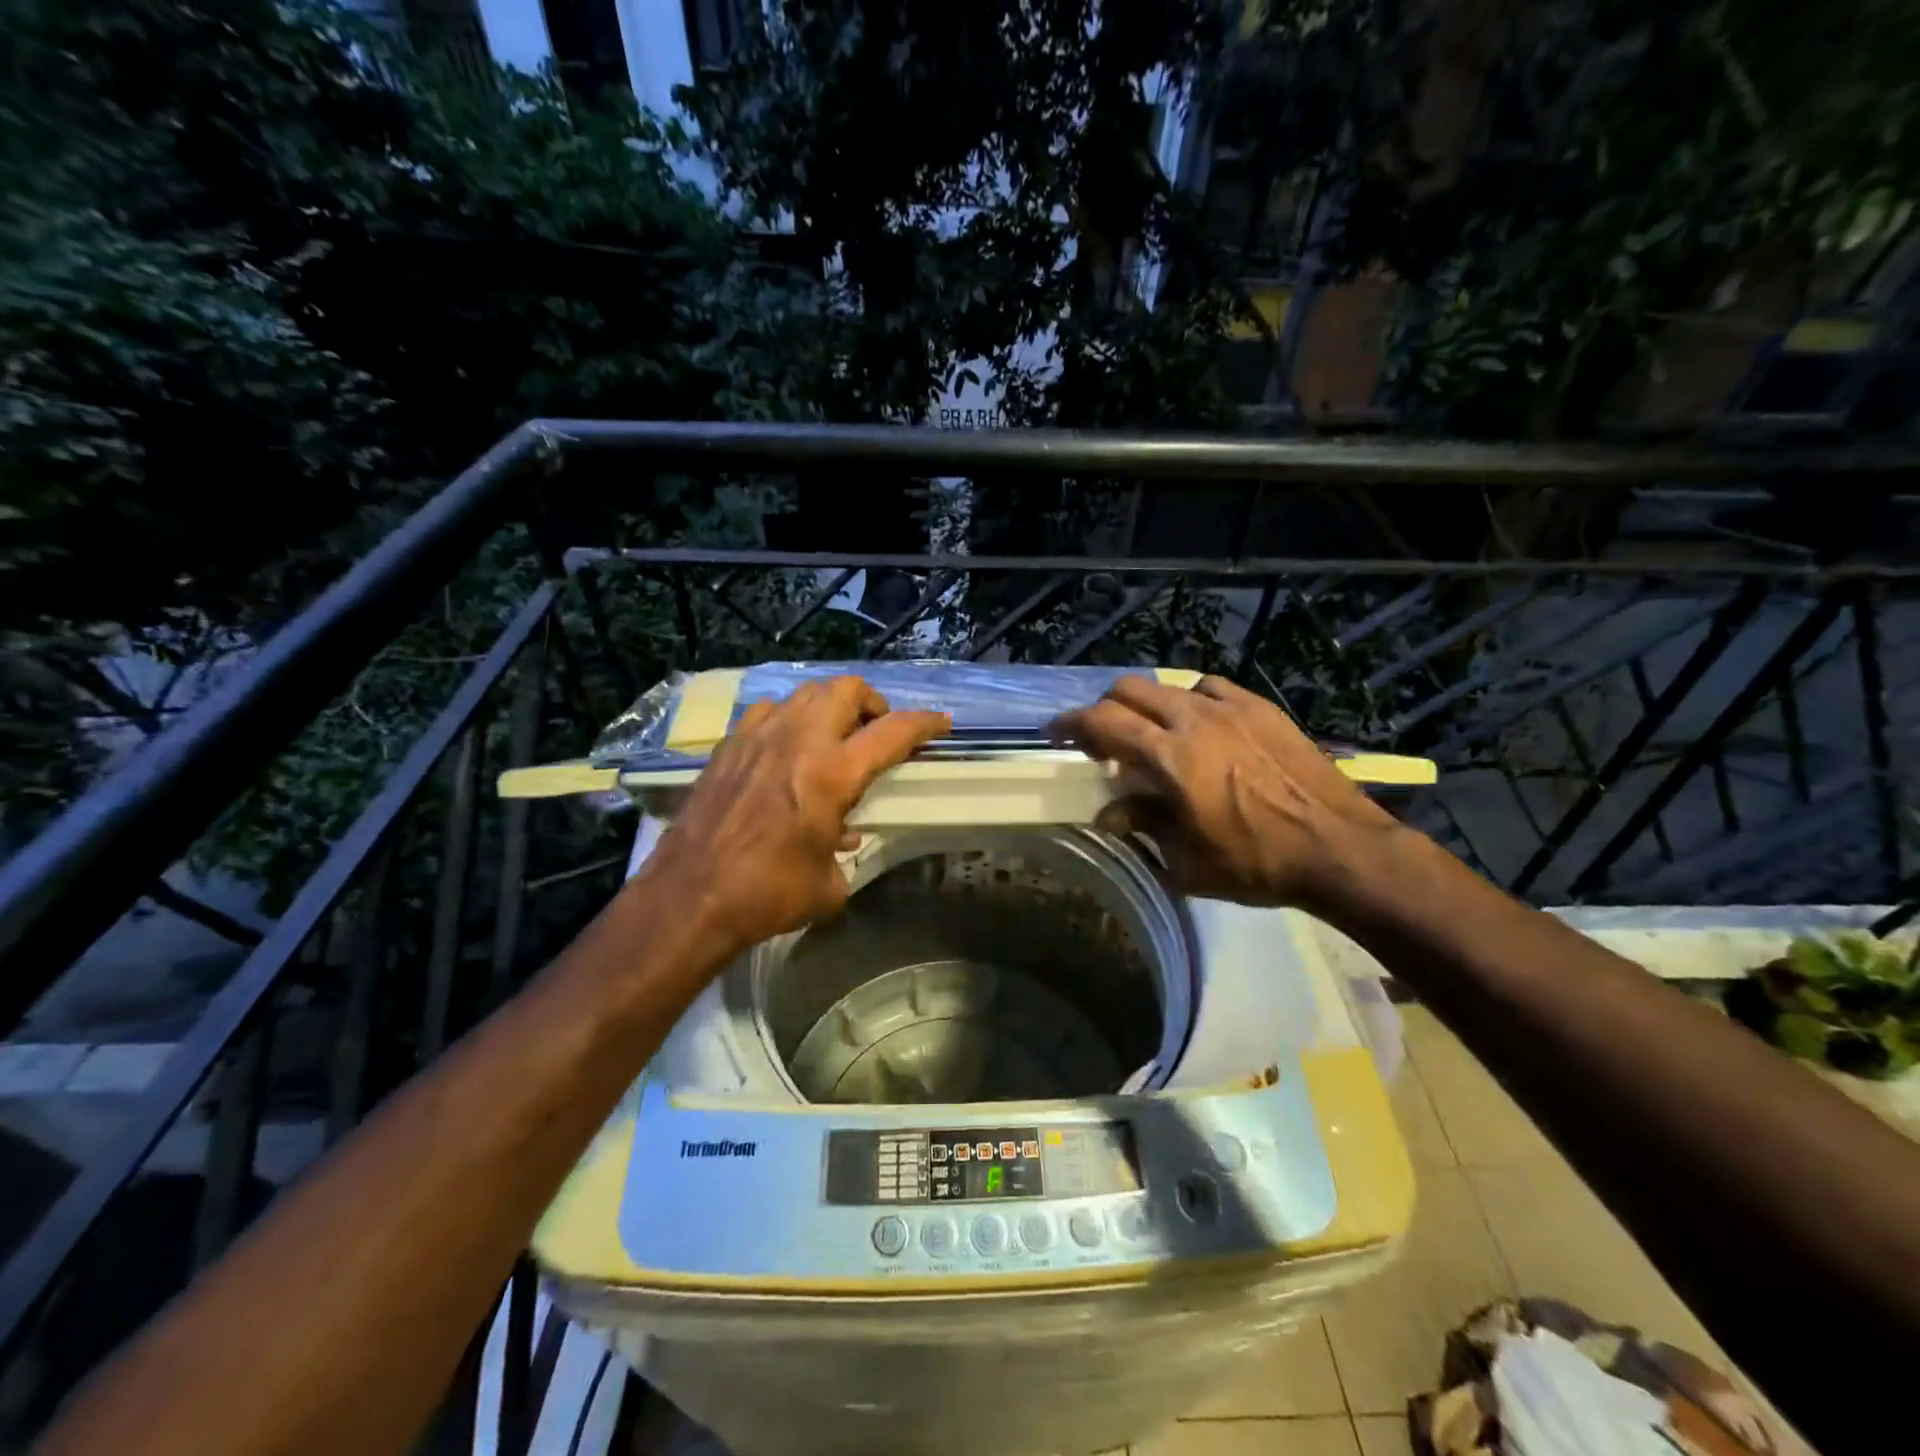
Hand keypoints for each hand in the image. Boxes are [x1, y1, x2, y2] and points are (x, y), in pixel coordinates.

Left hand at [642, 676, 949, 952]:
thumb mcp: (828, 886)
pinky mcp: (728, 747)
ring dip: (829, 706)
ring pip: (805, 692)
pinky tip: (787, 747)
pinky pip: (767, 712)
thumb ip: (843, 854)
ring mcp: (758, 738)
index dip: (923, 724)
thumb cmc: (767, 895)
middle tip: (876, 729)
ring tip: (834, 735)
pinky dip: (788, 718)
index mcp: (831, 775)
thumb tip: (841, 840)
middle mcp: (797, 742)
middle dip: (871, 702)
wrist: (689, 898)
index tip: (939, 724)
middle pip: (845, 689)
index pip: (891, 732)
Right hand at [1049, 674, 1396, 909]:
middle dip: (1104, 709)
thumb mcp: (1187, 860)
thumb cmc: (1256, 863)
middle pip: (1129, 690)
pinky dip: (1189, 700)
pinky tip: (1199, 724)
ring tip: (1152, 733)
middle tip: (1101, 738)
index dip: (1071, 723)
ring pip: (1168, 685)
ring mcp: (1230, 708)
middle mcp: (1194, 720)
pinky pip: (1210, 687)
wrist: (1337, 848)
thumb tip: (1109, 813)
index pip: (1103, 722)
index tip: (1055, 732)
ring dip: (1146, 705)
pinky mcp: (1260, 708)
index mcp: (1170, 757)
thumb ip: (1143, 825)